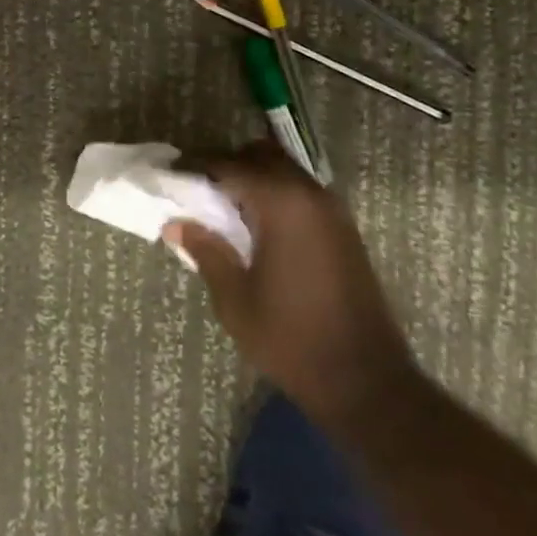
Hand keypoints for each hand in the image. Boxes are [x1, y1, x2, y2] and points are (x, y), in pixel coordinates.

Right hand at [166, 142, 421, 433]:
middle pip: (261, 155)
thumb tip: (175, 223)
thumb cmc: (291, 338)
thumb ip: (206, 251)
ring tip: (225, 208)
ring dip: (254, 177)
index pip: (229, 165)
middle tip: (199, 189)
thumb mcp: (235, 299)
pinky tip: (258, 226)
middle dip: (227, 164)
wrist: (366, 380)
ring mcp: (332, 209)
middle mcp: (309, 193)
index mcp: (281, 202)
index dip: (196, 166)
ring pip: (284, 170)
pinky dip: (275, 193)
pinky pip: (301, 191)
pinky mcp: (343, 228)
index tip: (171, 175)